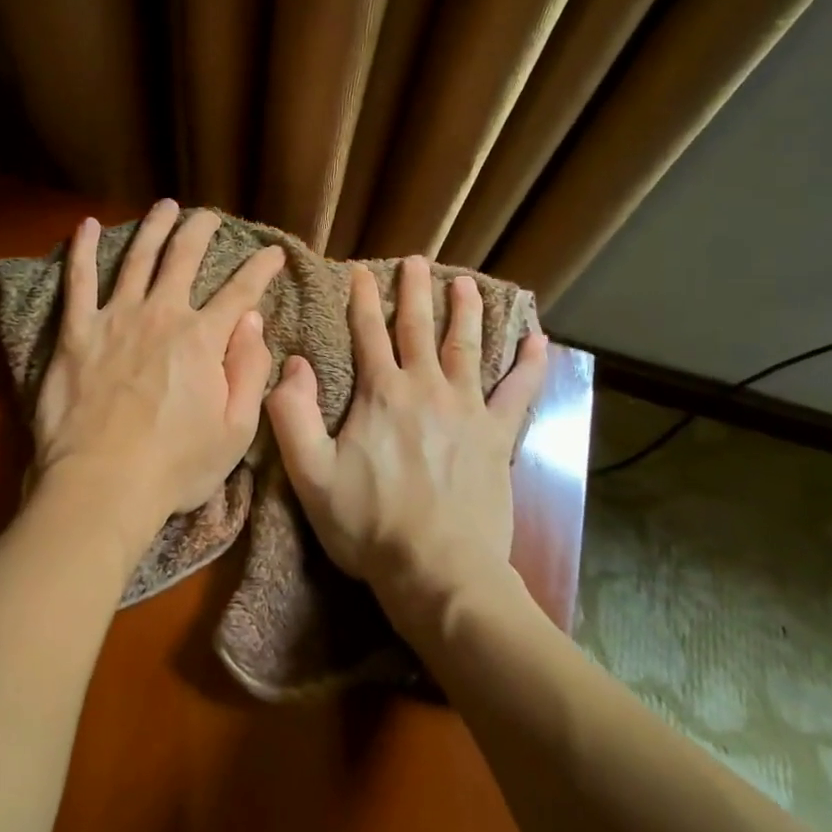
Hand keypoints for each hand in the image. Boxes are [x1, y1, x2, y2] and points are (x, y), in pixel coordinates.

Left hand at [31, 200, 285, 554]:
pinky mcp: (76, 332)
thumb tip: (253, 321)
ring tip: (165, 207)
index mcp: (203, 339)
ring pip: (137, 258)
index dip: (261, 268)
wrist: (102, 484)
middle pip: (184, 259)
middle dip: (201, 231)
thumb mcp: (236, 430)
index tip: (274, 252)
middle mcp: (161, 315)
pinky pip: (77, 281)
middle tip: (209, 216)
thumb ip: (249, 370)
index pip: (240, 292)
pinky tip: (84, 224)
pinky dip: (81, 249)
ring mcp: (116, 318)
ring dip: (154, 227)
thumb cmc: (174, 466)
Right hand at [265, 256, 549, 604]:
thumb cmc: (368, 524)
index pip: (368, 334)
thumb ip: (293, 414)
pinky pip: (519, 392)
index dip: (362, 300)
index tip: (360, 272)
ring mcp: (467, 410)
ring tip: (466, 282)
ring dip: (466, 311)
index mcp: (381, 394)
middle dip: (415, 292)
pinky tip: (539, 339)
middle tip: (417, 261)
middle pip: (419, 328)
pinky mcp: (497, 437)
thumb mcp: (310, 474)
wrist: (438, 570)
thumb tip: (292, 362)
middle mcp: (425, 389)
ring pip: (466, 347)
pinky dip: (530, 364)